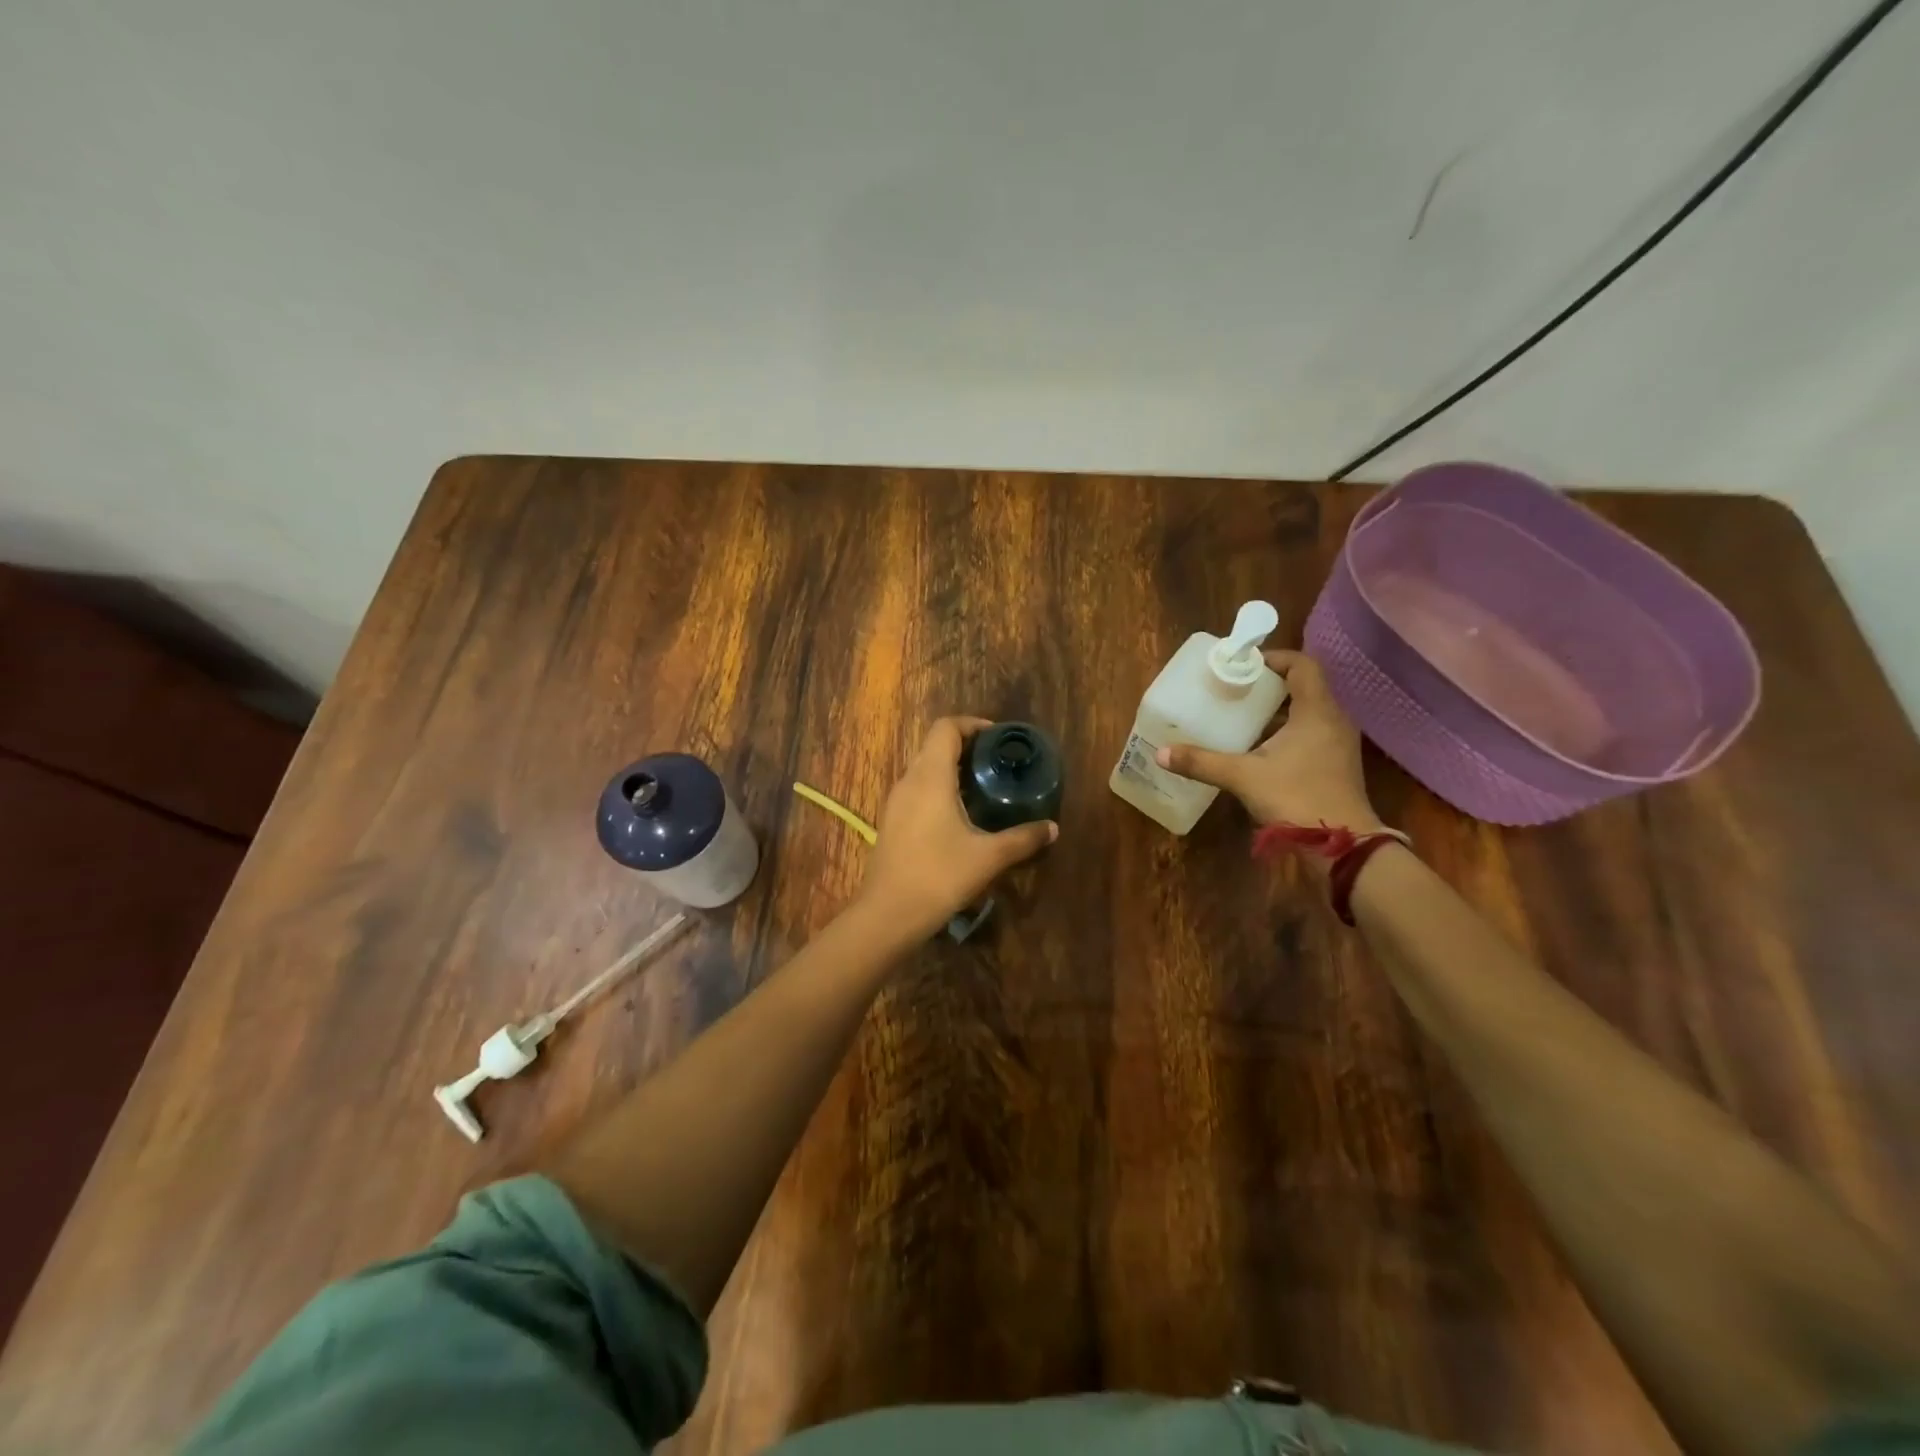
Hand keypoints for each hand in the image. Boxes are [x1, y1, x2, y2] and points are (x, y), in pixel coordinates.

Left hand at [855, 716, 1058, 941]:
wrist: (888, 914)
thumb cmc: (939, 875)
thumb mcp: (988, 857)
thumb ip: (1023, 839)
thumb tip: (1052, 828)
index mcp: (930, 776)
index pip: (946, 728)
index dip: (972, 725)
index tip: (998, 739)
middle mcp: (909, 781)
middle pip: (934, 745)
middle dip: (966, 747)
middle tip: (997, 763)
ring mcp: (896, 802)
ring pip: (924, 769)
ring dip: (951, 769)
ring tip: (983, 788)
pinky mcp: (891, 822)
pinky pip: (917, 791)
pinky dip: (938, 790)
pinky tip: (959, 816)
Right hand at [1156, 651, 1383, 832]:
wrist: (1342, 846)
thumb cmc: (1296, 798)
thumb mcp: (1243, 776)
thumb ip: (1202, 762)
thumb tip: (1162, 753)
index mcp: (1317, 710)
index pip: (1302, 665)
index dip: (1274, 659)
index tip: (1243, 666)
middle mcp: (1333, 720)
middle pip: (1304, 686)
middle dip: (1268, 685)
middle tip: (1235, 690)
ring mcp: (1338, 744)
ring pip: (1307, 712)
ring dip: (1277, 711)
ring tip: (1241, 716)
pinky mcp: (1336, 764)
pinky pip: (1311, 733)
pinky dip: (1286, 732)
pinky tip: (1258, 748)